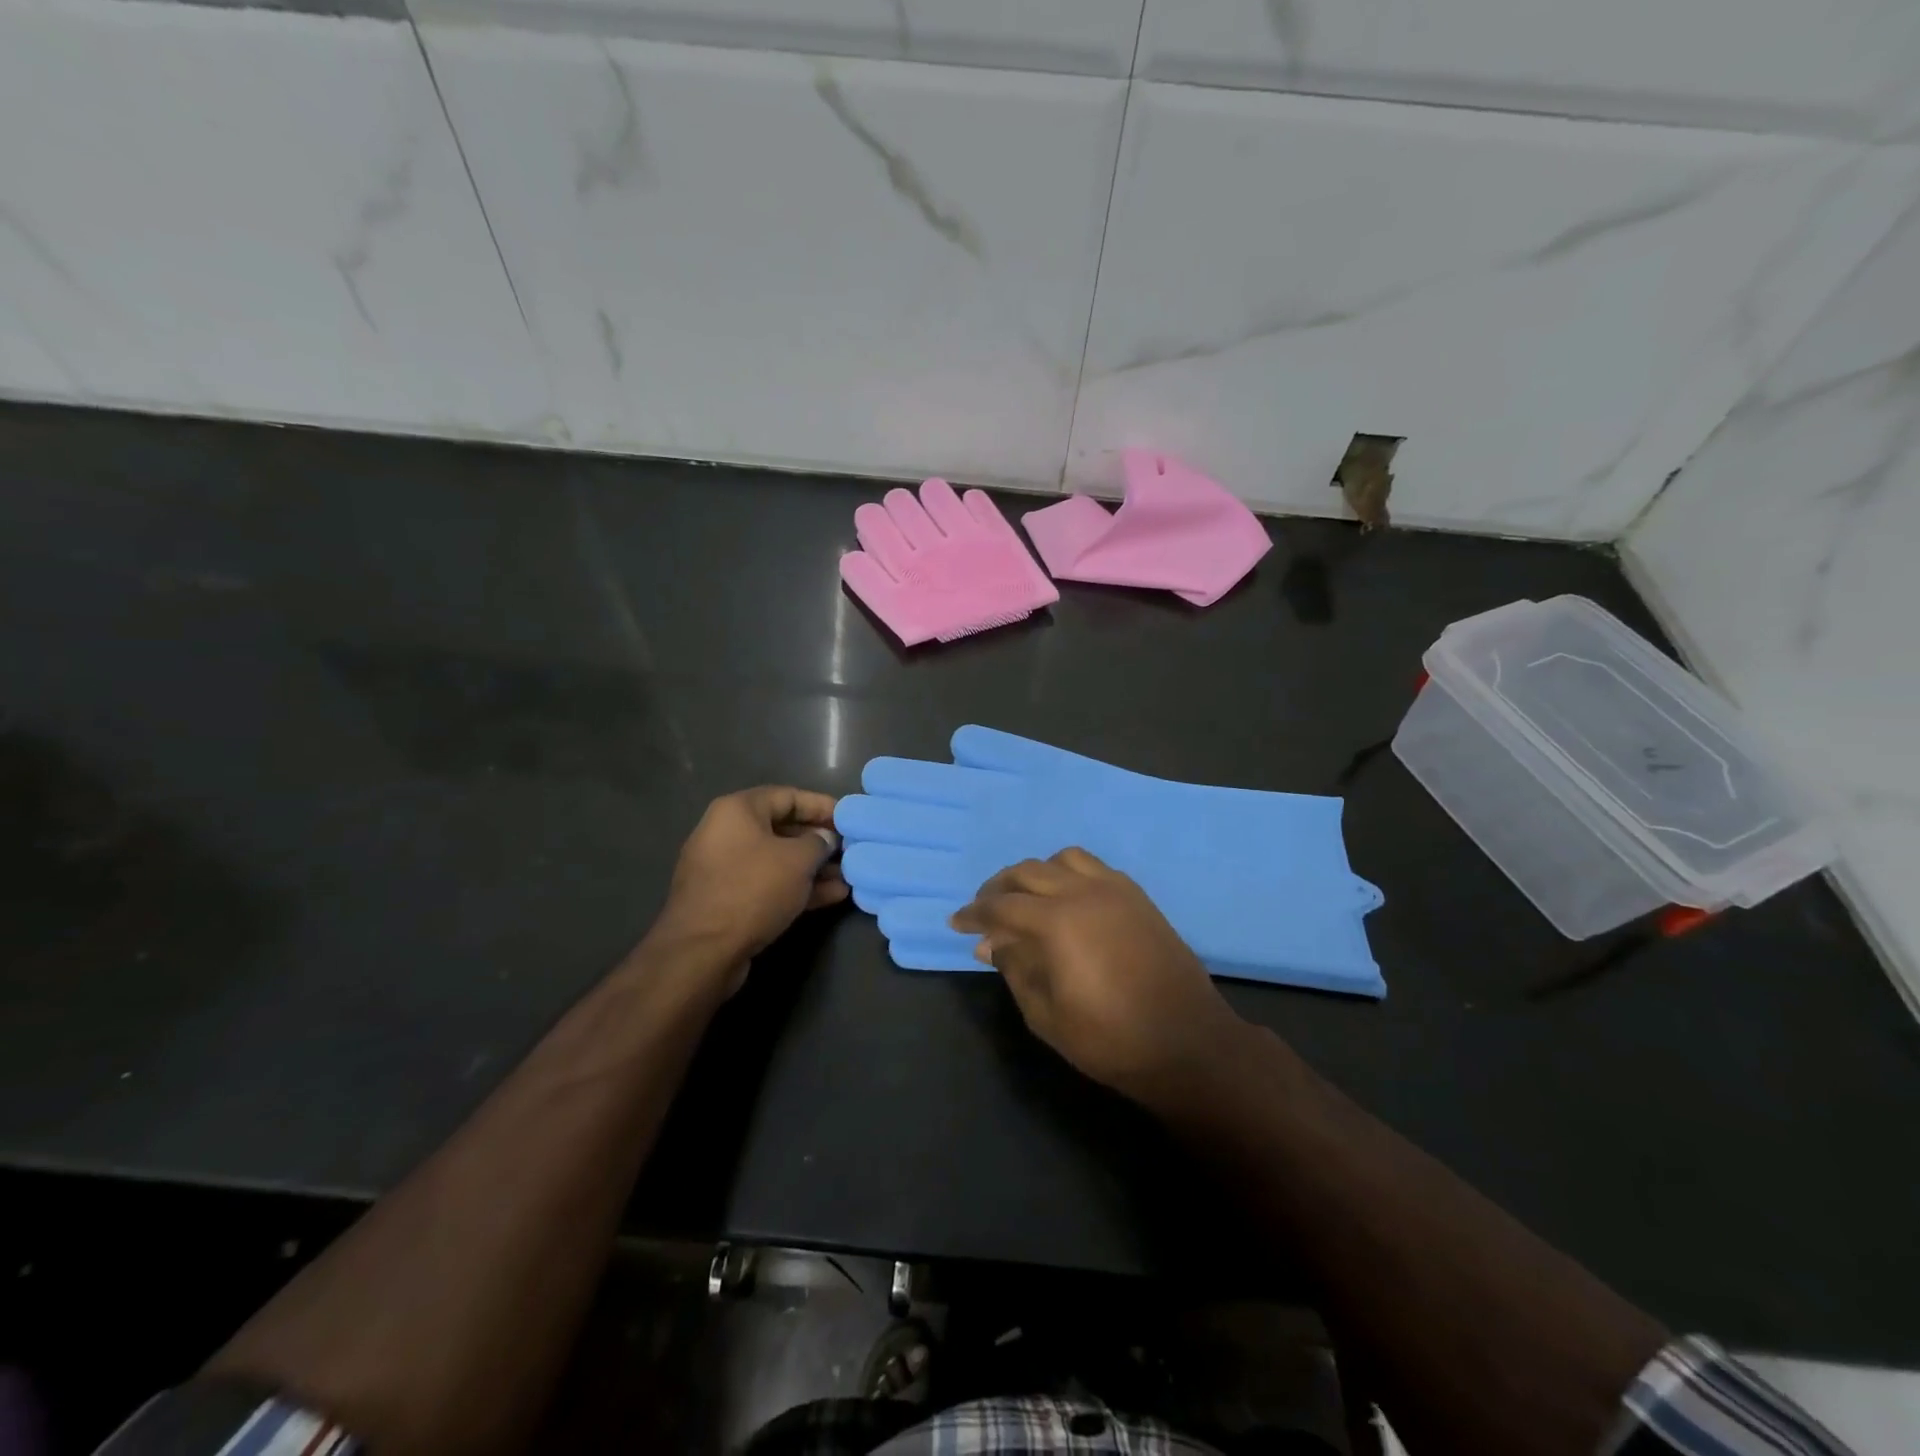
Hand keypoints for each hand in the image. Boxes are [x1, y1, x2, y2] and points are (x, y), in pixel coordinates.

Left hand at [650, 787, 848, 974]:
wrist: (703, 951)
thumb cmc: (753, 889)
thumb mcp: (798, 860)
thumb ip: (819, 842)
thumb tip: (825, 840)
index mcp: (737, 811)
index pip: (787, 796)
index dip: (821, 806)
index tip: (849, 819)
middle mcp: (726, 833)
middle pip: (782, 828)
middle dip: (819, 841)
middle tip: (850, 850)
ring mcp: (724, 869)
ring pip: (777, 860)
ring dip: (812, 868)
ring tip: (846, 877)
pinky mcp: (726, 900)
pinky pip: (767, 884)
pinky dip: (796, 887)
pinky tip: (831, 896)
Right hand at [950, 848, 1247, 1101]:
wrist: (1187, 1043)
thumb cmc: (1111, 1039)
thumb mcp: (1046, 1015)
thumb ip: (1014, 970)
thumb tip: (991, 944)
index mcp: (1057, 922)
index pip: (1001, 905)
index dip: (974, 913)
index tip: (957, 923)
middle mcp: (1083, 893)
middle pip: (1028, 872)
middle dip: (998, 887)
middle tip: (984, 909)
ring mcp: (1115, 890)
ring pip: (1062, 859)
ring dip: (1035, 873)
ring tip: (1025, 898)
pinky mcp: (1137, 897)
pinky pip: (1094, 867)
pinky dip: (1069, 874)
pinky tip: (1066, 899)